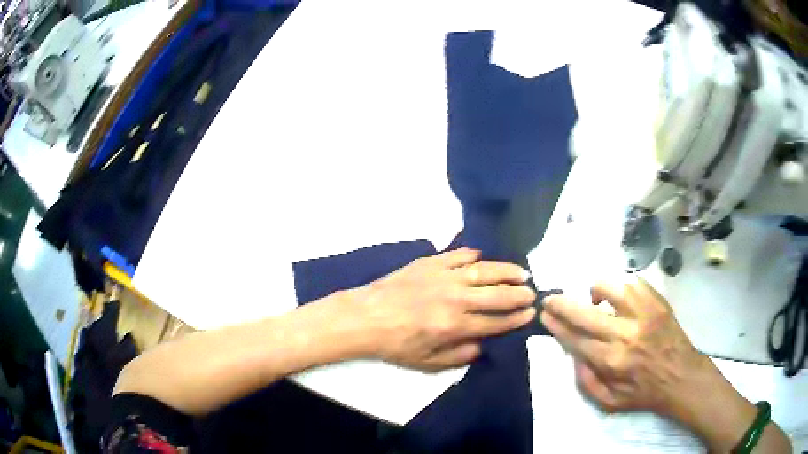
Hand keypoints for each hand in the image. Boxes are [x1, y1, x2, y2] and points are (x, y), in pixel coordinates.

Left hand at [352, 247, 535, 371]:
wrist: (365, 317)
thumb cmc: (395, 344)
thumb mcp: (426, 363)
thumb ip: (458, 356)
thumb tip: (482, 346)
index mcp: (455, 326)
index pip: (495, 321)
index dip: (516, 319)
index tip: (530, 314)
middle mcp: (455, 299)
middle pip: (497, 294)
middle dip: (519, 294)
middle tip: (532, 293)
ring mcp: (443, 277)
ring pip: (484, 271)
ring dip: (506, 271)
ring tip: (522, 272)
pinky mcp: (429, 263)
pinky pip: (457, 255)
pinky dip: (472, 255)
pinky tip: (482, 257)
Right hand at [540, 278, 792, 452]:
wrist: (681, 376)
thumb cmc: (645, 392)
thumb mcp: (610, 403)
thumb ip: (586, 383)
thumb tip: (575, 356)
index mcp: (612, 361)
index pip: (576, 339)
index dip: (557, 326)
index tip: (546, 316)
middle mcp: (626, 334)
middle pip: (586, 313)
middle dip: (562, 304)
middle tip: (551, 298)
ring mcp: (644, 313)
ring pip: (611, 287)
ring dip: (596, 290)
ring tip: (594, 298)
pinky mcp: (658, 302)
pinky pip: (634, 283)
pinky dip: (622, 286)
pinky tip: (620, 297)